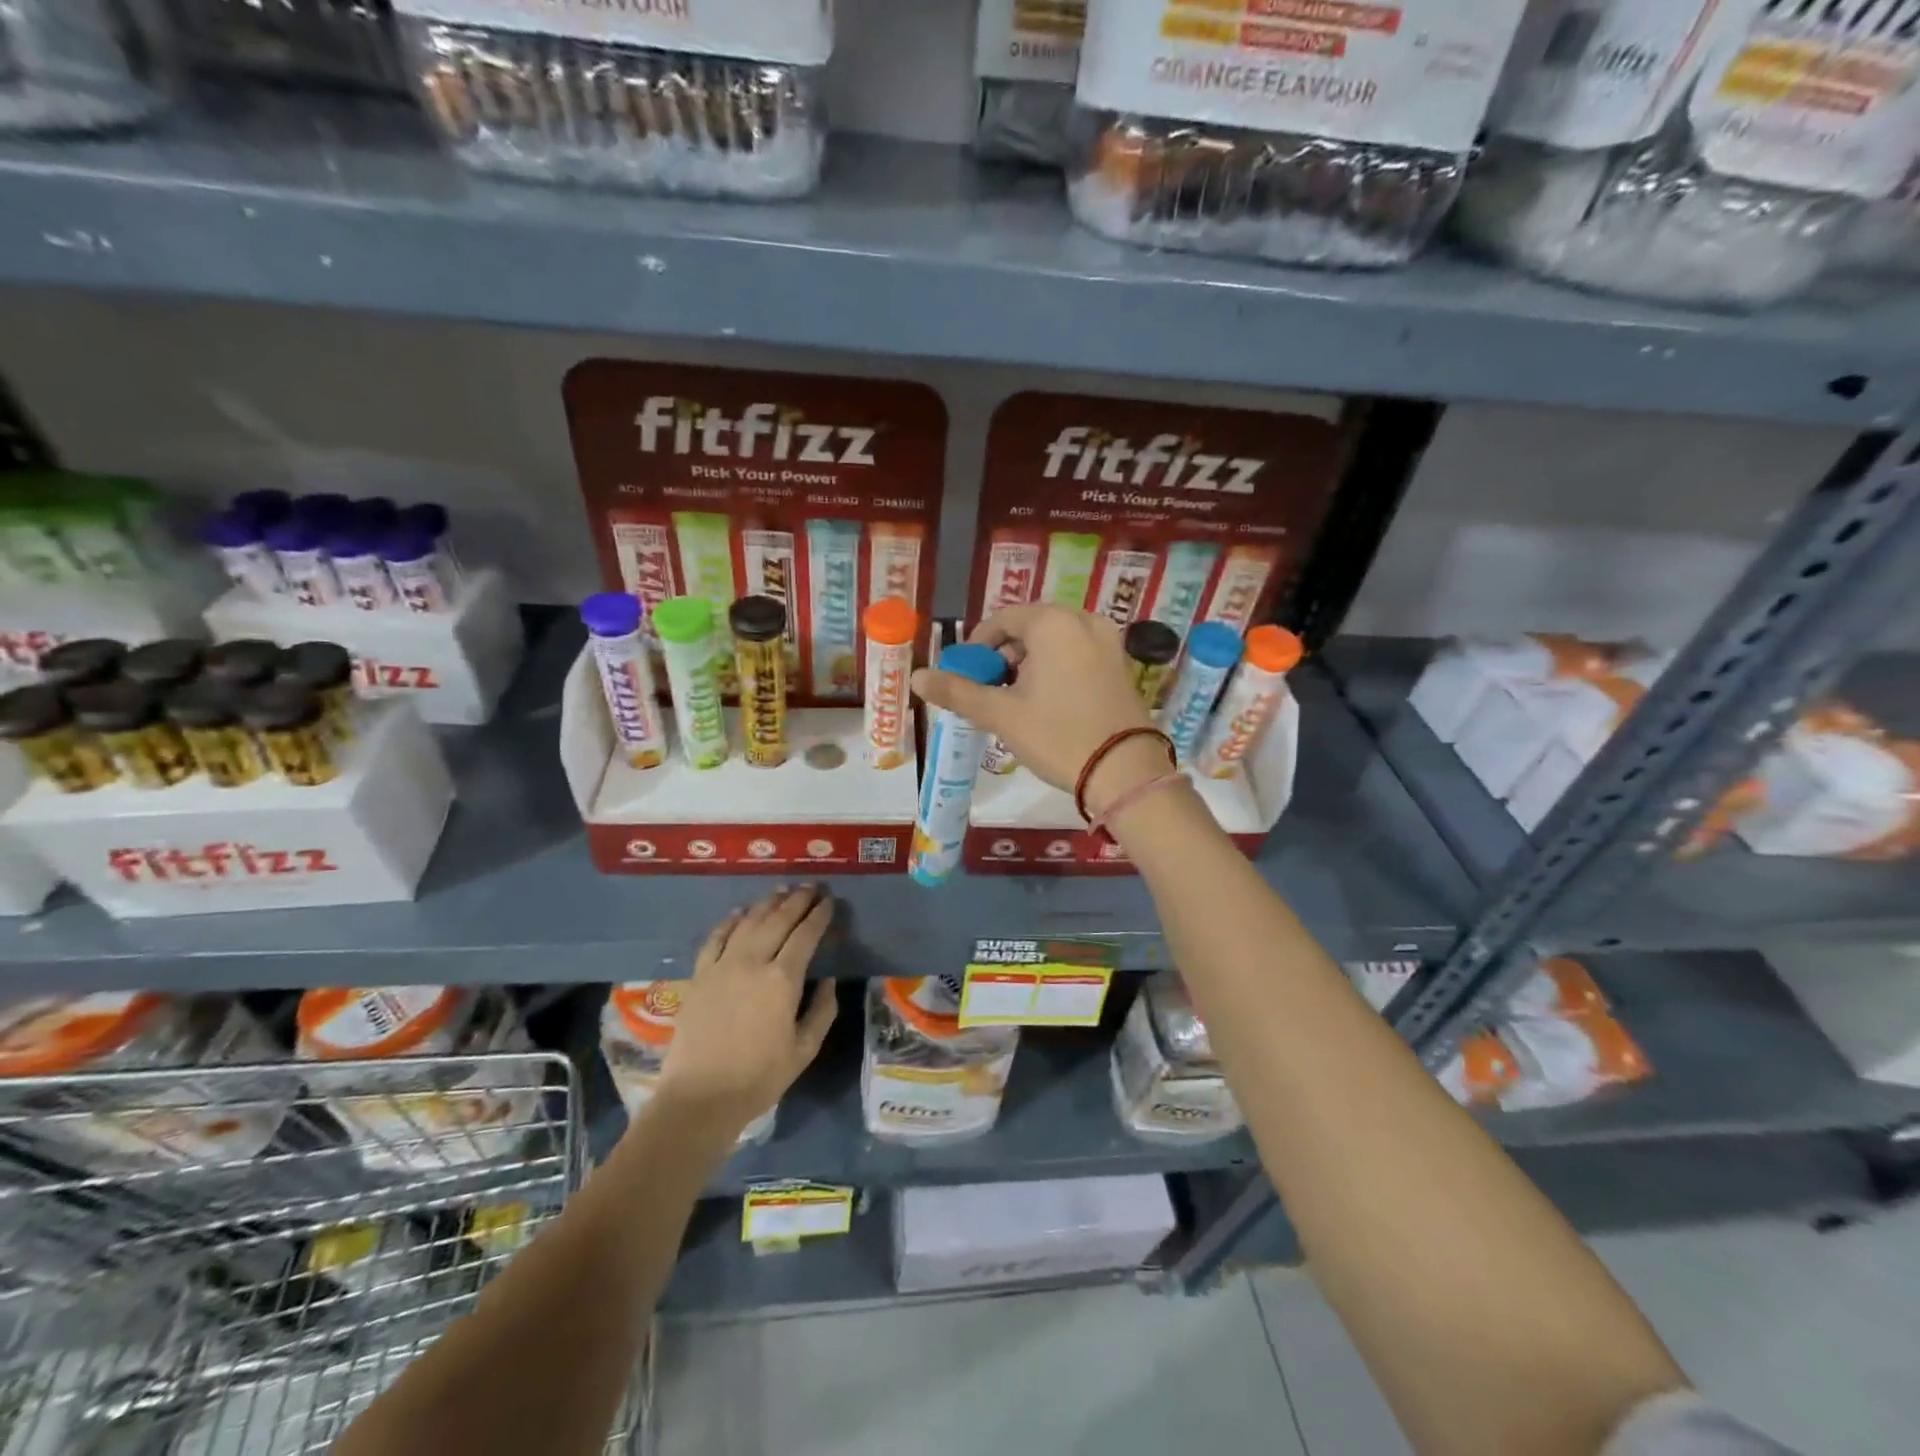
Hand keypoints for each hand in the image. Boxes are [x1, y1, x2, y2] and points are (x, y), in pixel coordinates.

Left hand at [654, 886, 838, 1134]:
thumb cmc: (759, 1078)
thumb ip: (822, 1010)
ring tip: (783, 890)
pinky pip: (716, 937)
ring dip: (768, 903)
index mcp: (783, 979)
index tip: (830, 901)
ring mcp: (722, 965)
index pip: (806, 935)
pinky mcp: (699, 975)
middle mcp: (753, 961)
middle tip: (812, 887)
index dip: (819, 915)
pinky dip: (731, 920)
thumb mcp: (804, 1049)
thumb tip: (827, 979)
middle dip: (798, 900)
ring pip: (749, 922)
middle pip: (778, 919)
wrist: (699, 1098)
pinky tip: (740, 912)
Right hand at [909, 604, 1170, 812]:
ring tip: (1016, 700)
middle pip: (1030, 627)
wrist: (1125, 772)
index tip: (966, 674)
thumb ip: (957, 692)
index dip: (978, 645)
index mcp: (1053, 623)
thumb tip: (917, 677)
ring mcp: (1108, 642)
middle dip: (1005, 655)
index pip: (1003, 619)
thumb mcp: (1002, 715)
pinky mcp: (1121, 665)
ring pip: (1055, 641)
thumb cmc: (1058, 736)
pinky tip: (1048, 702)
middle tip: (990, 690)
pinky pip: (1078, 653)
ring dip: (1030, 663)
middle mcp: (1084, 621)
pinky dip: (1056, 668)